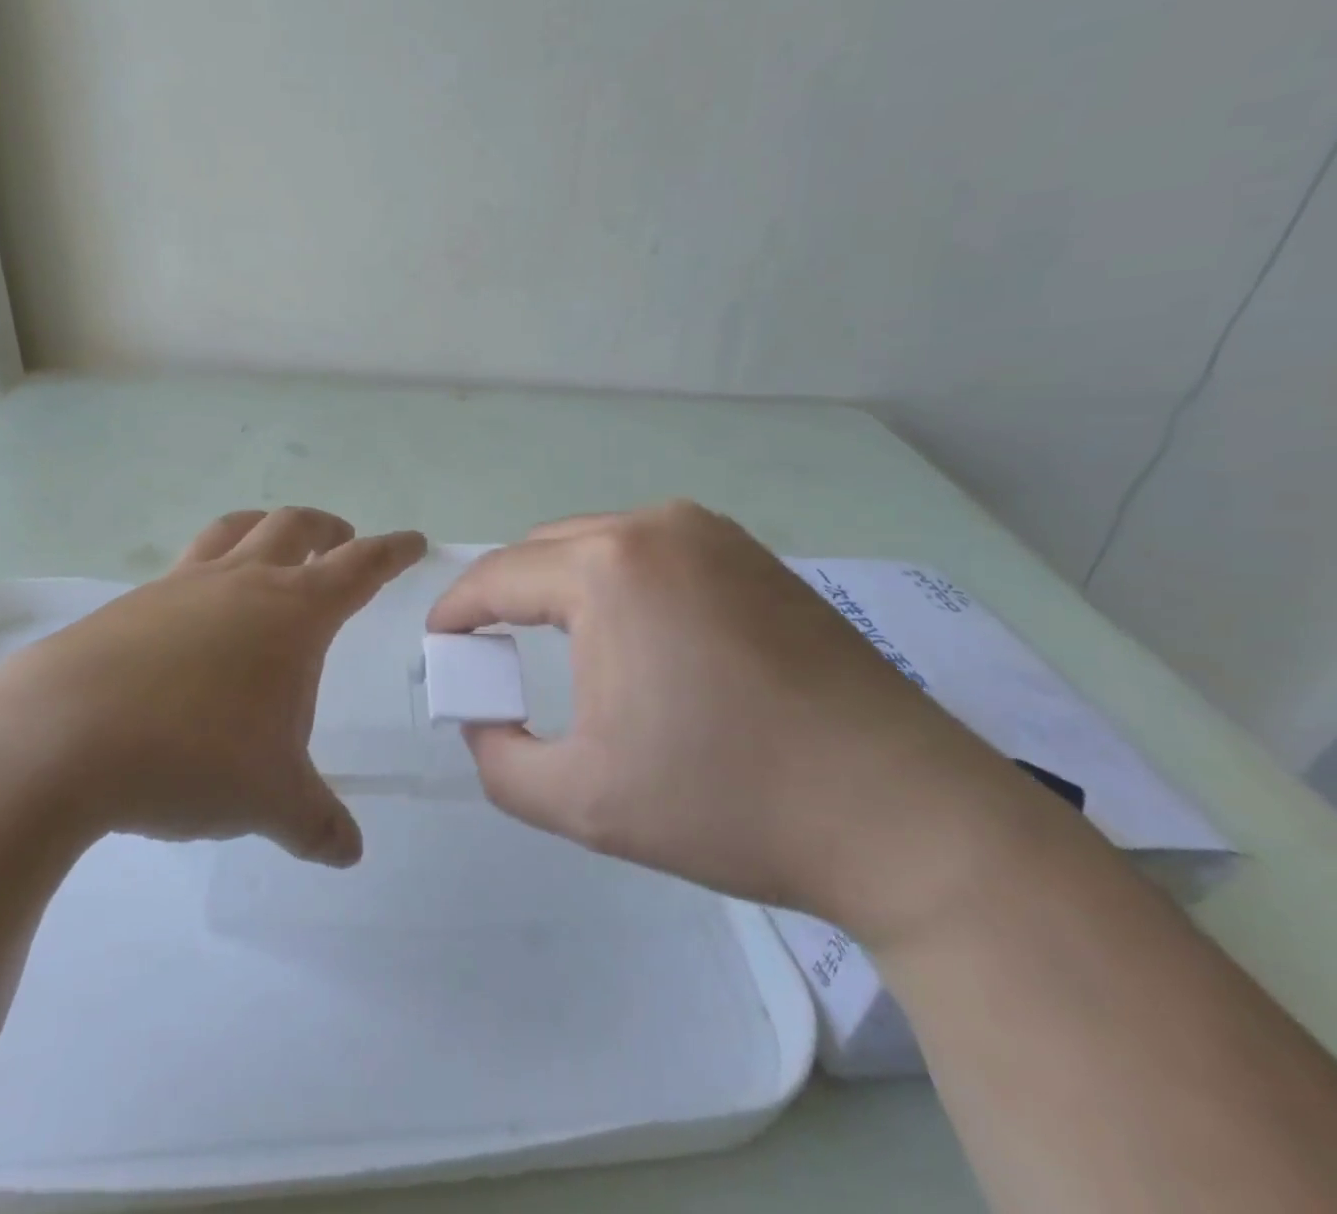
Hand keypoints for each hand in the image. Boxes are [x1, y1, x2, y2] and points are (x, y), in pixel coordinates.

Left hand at [0, 508, 425, 867]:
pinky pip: (185, 568)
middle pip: (294, 526)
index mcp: (291, 612)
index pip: (360, 567)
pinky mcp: (131, 604)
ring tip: (275, 547)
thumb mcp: (270, 799)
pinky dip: (209, 570)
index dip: (392, 551)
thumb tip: (349, 854)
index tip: (413, 541)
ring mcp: (181, 585)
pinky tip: (198, 614)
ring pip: (235, 529)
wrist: (61, 738)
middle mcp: (240, 582)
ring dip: (266, 529)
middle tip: (344, 542)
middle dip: (329, 529)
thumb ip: (317, 825)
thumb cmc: (192, 754)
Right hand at [428, 501, 1043, 937]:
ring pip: (601, 544)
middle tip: (493, 651)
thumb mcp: (578, 799)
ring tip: (557, 644)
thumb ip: (496, 758)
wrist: (903, 816)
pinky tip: (636, 636)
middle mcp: (657, 527)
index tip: (440, 644)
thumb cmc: (726, 801)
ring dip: (563, 585)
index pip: (499, 576)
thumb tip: (483, 718)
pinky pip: (655, 553)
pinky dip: (620, 584)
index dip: (457, 610)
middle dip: (507, 595)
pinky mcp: (756, 557)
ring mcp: (715, 534)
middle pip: (546, 550)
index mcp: (608, 568)